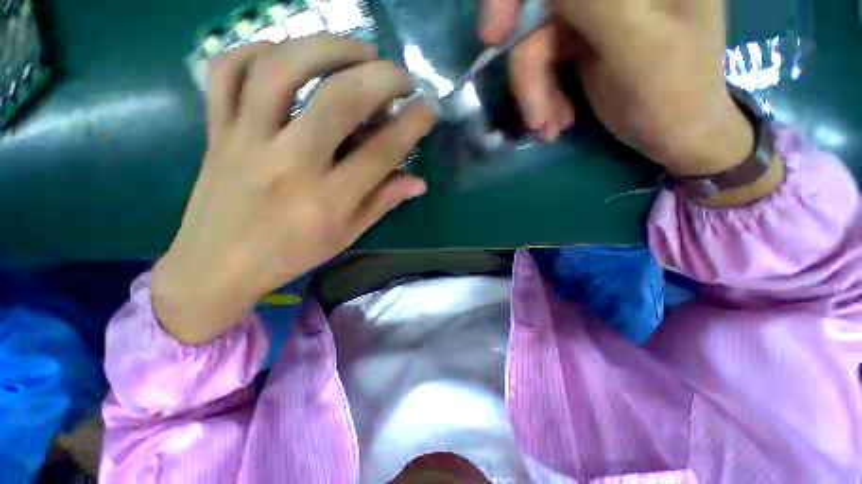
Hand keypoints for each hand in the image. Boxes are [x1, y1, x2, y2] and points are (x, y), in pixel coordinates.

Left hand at [151, 34, 436, 344]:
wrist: (216, 265)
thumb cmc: (291, 255)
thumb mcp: (345, 236)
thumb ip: (382, 202)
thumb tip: (418, 182)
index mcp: (327, 201)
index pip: (381, 153)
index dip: (411, 125)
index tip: (429, 110)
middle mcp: (289, 164)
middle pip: (338, 101)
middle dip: (381, 78)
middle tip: (400, 76)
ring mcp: (245, 140)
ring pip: (281, 69)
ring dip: (327, 47)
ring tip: (358, 50)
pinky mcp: (216, 130)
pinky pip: (227, 72)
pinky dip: (259, 49)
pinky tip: (288, 55)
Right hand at [481, 0, 754, 176]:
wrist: (678, 133)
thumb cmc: (672, 94)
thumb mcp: (636, 42)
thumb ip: (589, 0)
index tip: (493, 36)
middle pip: (540, 9)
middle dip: (529, 68)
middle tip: (534, 117)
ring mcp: (596, 10)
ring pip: (537, 43)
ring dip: (536, 93)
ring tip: (549, 127)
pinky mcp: (582, 38)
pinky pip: (543, 62)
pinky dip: (542, 95)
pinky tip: (556, 121)